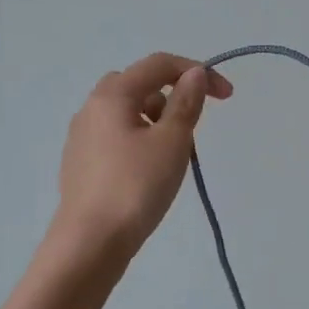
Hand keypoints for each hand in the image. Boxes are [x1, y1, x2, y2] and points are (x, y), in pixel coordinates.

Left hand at [53, 52, 232, 257]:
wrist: (90, 242)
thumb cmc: (136, 186)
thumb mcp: (172, 142)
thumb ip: (186, 103)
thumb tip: (193, 74)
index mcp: (112, 95)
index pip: (159, 65)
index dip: (197, 72)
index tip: (227, 97)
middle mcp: (91, 108)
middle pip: (139, 85)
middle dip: (172, 97)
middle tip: (190, 130)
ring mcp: (81, 137)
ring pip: (127, 113)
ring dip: (156, 122)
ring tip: (172, 158)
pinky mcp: (80, 164)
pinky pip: (116, 137)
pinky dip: (139, 142)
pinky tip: (147, 175)